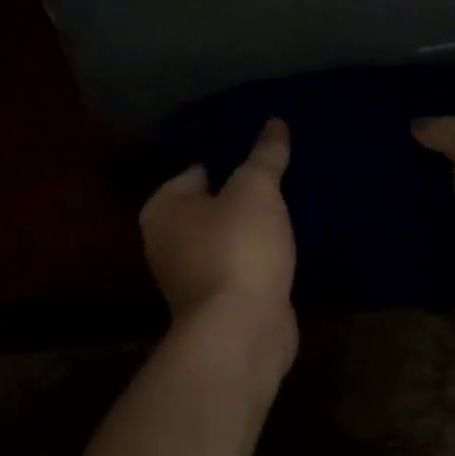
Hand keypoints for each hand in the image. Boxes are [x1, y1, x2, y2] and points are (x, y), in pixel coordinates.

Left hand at [139, 119, 297, 360]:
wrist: (242, 333)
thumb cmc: (237, 248)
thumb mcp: (256, 189)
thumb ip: (265, 154)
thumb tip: (275, 122)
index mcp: (164, 209)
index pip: (196, 170)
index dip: (228, 156)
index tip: (260, 149)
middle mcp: (168, 242)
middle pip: (212, 203)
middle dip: (243, 193)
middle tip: (280, 173)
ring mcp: (193, 276)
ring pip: (229, 235)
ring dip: (254, 225)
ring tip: (290, 201)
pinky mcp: (221, 301)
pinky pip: (243, 263)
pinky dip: (261, 254)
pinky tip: (289, 240)